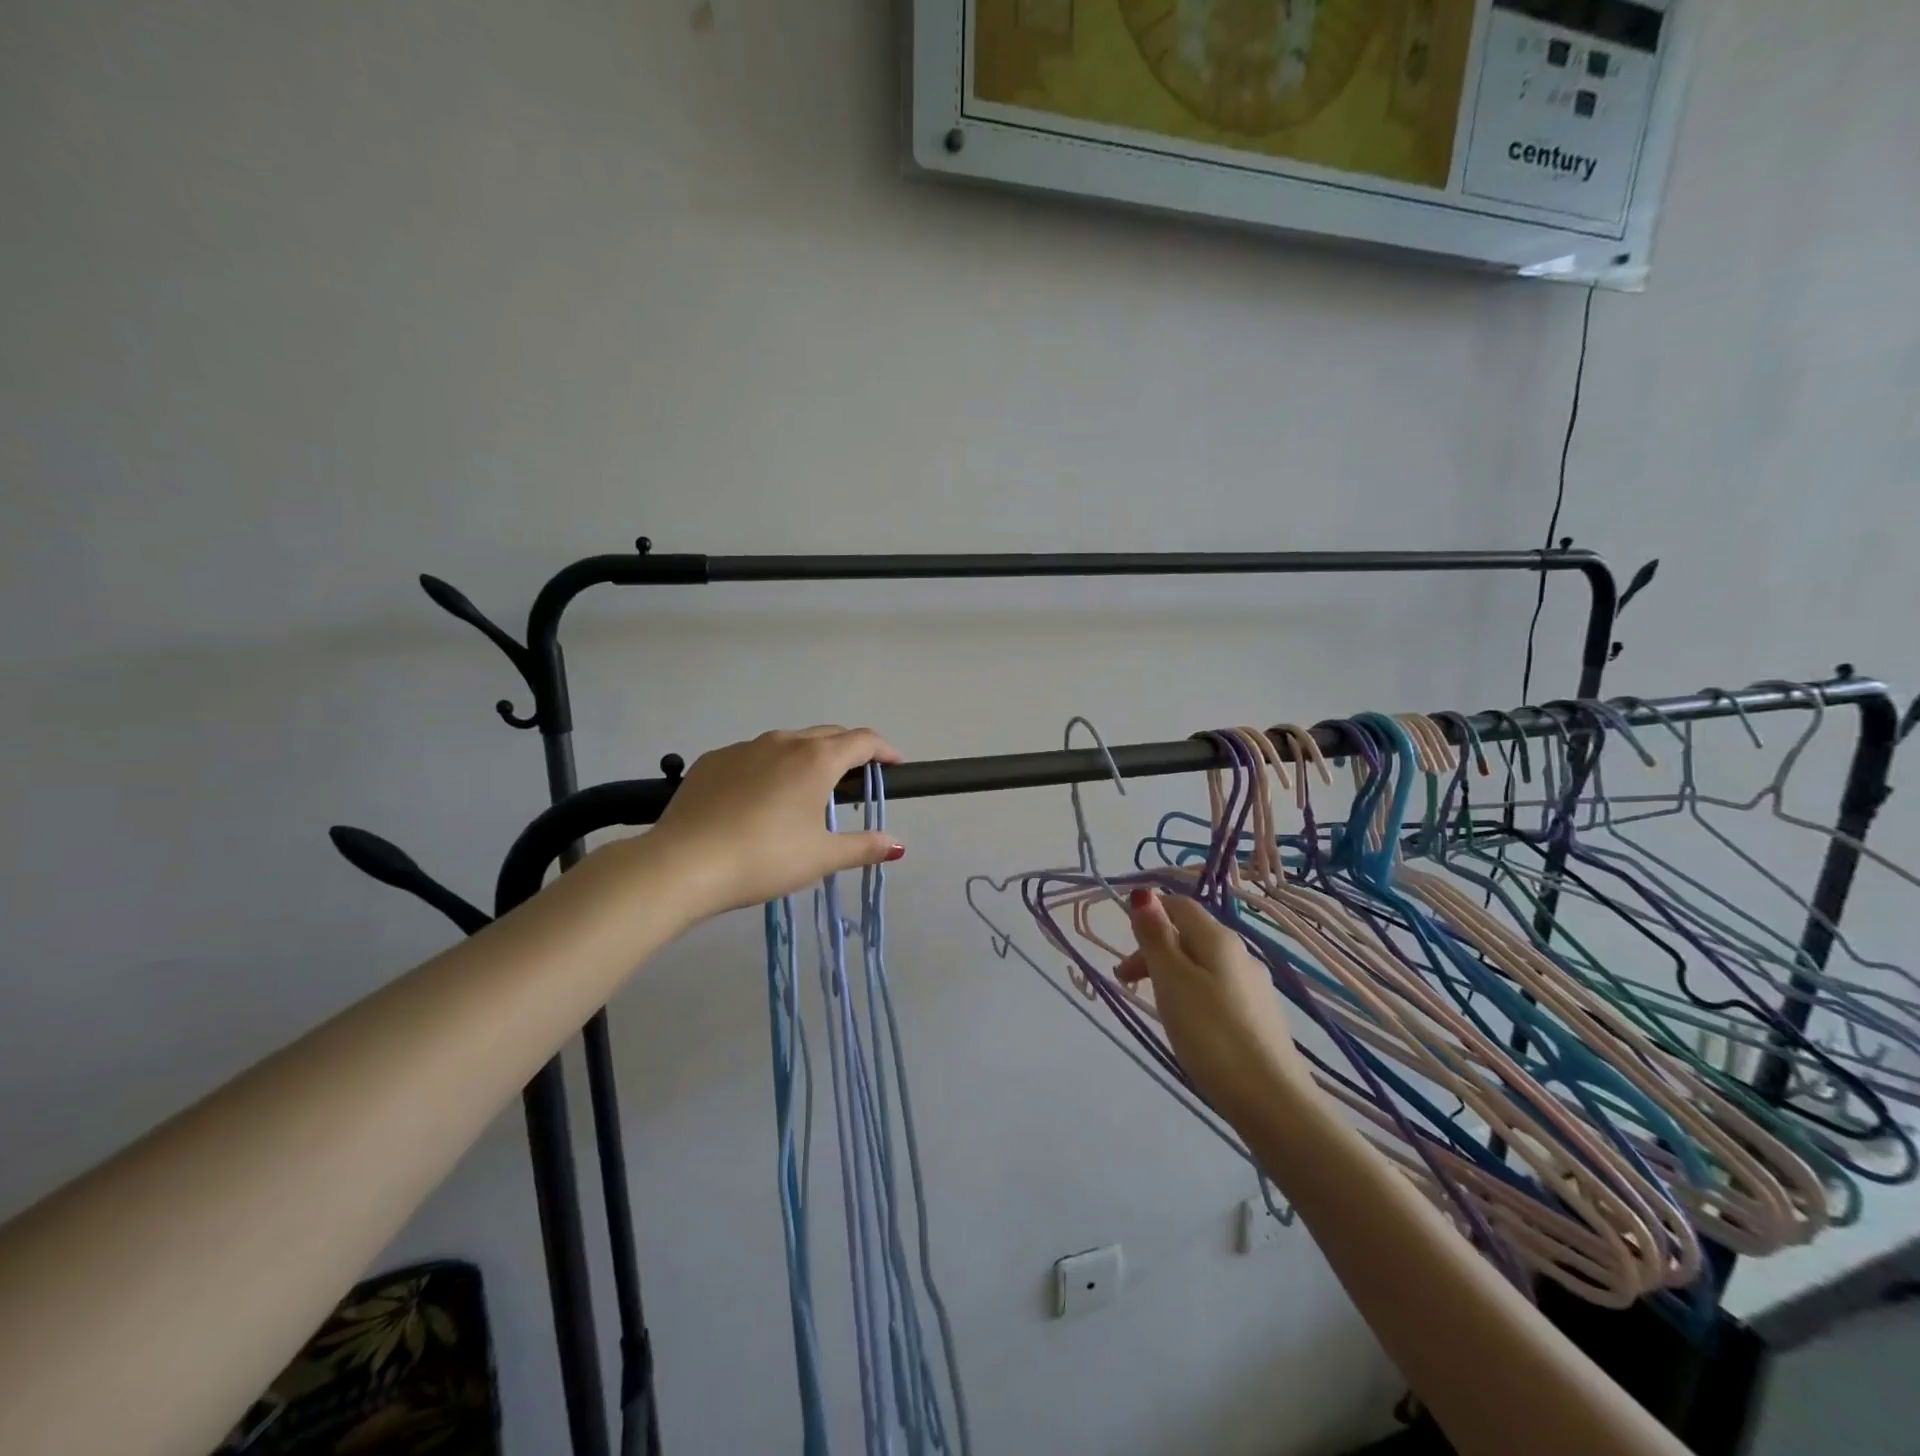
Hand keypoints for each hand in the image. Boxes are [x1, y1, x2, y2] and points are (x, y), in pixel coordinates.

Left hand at [648, 725, 904, 916]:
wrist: (683, 864)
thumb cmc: (765, 858)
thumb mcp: (822, 857)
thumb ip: (863, 847)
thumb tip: (897, 845)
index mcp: (816, 759)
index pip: (863, 740)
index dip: (884, 751)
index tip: (894, 766)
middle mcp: (783, 741)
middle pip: (827, 735)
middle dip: (848, 752)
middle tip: (855, 783)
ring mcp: (744, 747)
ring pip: (788, 743)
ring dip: (807, 758)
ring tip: (806, 792)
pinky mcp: (712, 760)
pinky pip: (753, 756)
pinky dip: (769, 769)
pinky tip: (759, 800)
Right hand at [1116, 888, 1312, 1121]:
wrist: (1272, 1102)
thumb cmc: (1211, 1034)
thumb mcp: (1172, 981)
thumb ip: (1156, 936)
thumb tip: (1145, 894)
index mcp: (1219, 939)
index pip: (1180, 905)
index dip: (1149, 914)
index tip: (1122, 946)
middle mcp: (1241, 955)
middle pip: (1190, 935)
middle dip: (1154, 950)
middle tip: (1126, 982)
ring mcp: (1254, 988)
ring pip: (1204, 965)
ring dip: (1172, 974)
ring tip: (1154, 1005)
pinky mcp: (1260, 1018)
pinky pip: (1218, 990)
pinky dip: (1193, 995)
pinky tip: (1189, 1025)